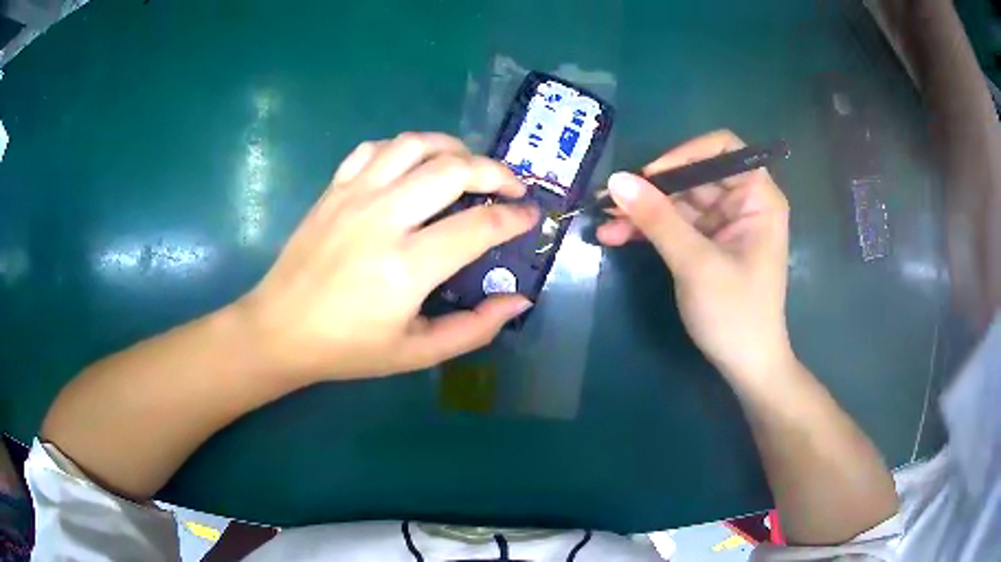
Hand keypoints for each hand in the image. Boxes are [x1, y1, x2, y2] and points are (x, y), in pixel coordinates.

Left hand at [239, 133, 538, 380]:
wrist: (280, 329)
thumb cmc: (348, 348)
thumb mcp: (417, 354)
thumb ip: (474, 329)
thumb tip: (519, 301)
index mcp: (407, 267)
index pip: (478, 226)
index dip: (514, 218)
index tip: (530, 216)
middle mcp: (383, 219)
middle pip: (452, 170)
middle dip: (494, 171)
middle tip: (510, 185)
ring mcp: (354, 197)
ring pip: (414, 145)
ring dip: (452, 148)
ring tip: (468, 165)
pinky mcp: (333, 189)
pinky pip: (374, 149)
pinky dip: (404, 148)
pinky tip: (414, 165)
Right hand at [597, 130, 793, 387]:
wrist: (745, 366)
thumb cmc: (735, 313)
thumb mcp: (696, 263)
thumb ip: (658, 219)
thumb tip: (616, 180)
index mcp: (757, 198)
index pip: (723, 149)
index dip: (684, 154)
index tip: (650, 175)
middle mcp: (742, 203)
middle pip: (692, 176)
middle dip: (651, 189)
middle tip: (610, 201)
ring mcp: (723, 225)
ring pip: (677, 202)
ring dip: (642, 212)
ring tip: (603, 224)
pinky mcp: (706, 245)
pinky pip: (674, 226)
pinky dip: (648, 230)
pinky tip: (615, 237)